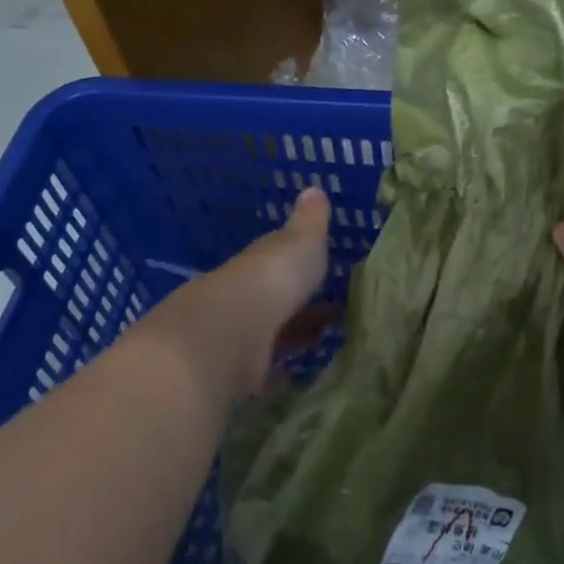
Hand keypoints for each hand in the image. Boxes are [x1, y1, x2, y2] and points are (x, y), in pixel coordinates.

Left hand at [131, 185, 332, 402]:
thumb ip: (309, 222)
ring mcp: (238, 336)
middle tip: (336, 313)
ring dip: (293, 338)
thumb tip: (313, 188)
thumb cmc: (269, 281)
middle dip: (301, 305)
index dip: (301, 265)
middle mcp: (244, 298)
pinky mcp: (238, 373)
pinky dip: (281, 373)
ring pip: (271, 334)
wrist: (227, 335)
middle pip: (275, 300)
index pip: (279, 261)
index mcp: (258, 264)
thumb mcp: (300, 243)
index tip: (327, 271)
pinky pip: (265, 371)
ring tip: (326, 342)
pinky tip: (300, 376)